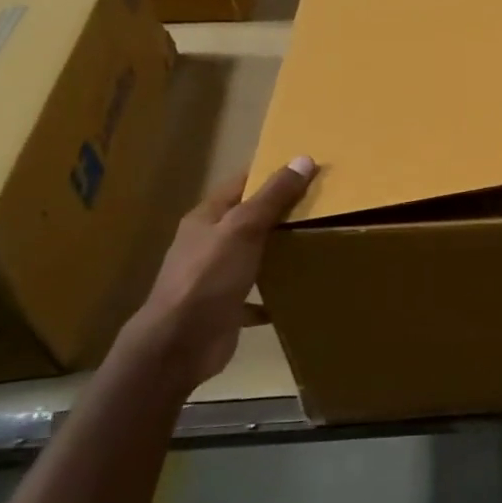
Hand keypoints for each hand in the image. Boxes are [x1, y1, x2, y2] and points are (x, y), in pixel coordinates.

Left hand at [126, 157, 316, 390]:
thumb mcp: (244, 229)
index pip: (240, 184)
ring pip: (251, 256)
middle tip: (321, 205)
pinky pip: (254, 296)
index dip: (269, 174)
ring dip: (277, 252)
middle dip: (279, 213)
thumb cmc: (209, 277)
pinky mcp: (224, 309)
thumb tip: (304, 159)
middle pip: (247, 220)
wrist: (180, 343)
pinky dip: (273, 293)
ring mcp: (214, 278)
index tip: (305, 168)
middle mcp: (207, 244)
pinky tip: (296, 293)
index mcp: (206, 219)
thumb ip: (273, 196)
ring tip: (314, 244)